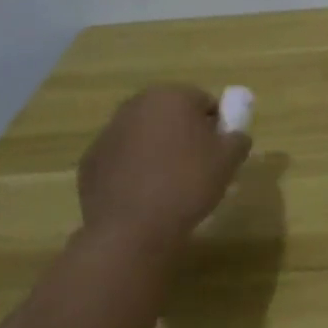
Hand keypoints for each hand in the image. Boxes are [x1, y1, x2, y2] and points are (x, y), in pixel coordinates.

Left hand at [76, 86, 251, 247]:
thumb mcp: (230, 159)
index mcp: (170, 97)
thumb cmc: (188, 184)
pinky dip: (132, 170)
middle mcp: (135, 106)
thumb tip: (233, 135)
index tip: (219, 152)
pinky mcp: (89, 162)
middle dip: (183, 133)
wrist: (132, 230)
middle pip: (170, 114)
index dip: (216, 126)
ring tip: (169, 185)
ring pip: (143, 136)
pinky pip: (121, 159)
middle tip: (197, 166)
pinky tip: (142, 195)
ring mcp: (107, 133)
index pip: (204, 102)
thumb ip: (238, 137)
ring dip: (156, 150)